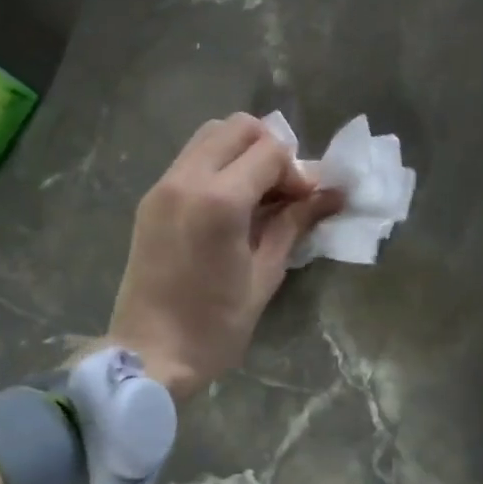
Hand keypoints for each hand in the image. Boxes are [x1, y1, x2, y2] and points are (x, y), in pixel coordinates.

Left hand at [105, 114, 342, 400]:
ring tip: (259, 194)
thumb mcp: (266, 274)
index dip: (298, 171)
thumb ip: (296, 223)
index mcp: (219, 201)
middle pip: (238, 127)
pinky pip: (191, 159)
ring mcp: (163, 186)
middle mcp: (186, 180)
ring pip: (210, 135)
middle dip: (271, 149)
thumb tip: (333, 194)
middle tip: (283, 191)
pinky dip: (219, 164)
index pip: (271, 150)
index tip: (307, 202)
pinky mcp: (151, 199)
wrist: (150, 356)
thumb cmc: (216, 326)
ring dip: (242, 152)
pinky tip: (232, 204)